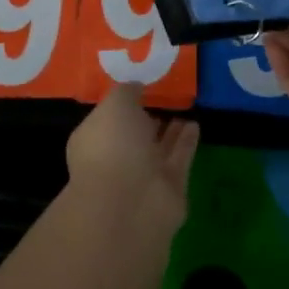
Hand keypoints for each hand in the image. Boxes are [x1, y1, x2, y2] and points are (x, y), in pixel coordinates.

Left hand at [64, 84, 199, 235]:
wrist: (131, 202)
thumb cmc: (113, 146)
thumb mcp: (115, 105)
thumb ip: (126, 93)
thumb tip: (135, 87)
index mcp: (94, 140)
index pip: (107, 119)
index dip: (122, 104)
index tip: (139, 87)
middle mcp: (116, 159)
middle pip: (134, 136)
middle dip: (146, 120)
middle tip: (164, 97)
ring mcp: (143, 176)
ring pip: (158, 147)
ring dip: (170, 131)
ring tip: (183, 107)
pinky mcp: (170, 187)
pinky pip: (179, 157)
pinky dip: (186, 142)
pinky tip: (195, 123)